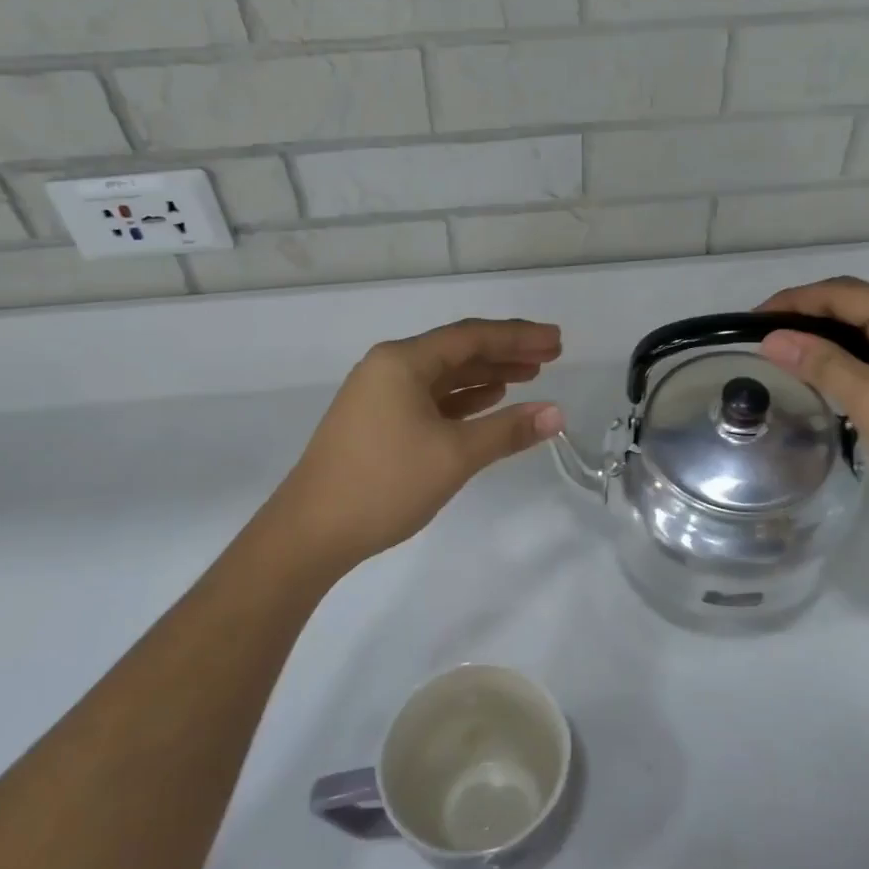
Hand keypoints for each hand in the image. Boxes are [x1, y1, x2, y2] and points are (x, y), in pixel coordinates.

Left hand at [263, 318, 565, 572]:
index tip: (556, 340)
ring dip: (487, 374)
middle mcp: (389, 367)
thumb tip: (557, 413)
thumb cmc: (384, 484)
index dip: (518, 336)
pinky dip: (463, 397)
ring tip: (530, 375)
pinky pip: (430, 397)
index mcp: (402, 361)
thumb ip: (507, 430)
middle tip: (552, 355)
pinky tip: (489, 400)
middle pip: (458, 350)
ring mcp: (380, 394)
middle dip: (506, 352)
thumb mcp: (454, 456)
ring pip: (444, 374)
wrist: (311, 532)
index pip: (471, 337)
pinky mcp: (378, 420)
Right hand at [757, 278, 868, 523]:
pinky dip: (856, 355)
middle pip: (857, 304)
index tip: (750, 322)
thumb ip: (820, 363)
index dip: (791, 302)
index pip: (839, 293)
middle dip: (809, 317)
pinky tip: (837, 377)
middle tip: (767, 341)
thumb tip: (771, 338)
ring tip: (793, 358)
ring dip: (832, 338)